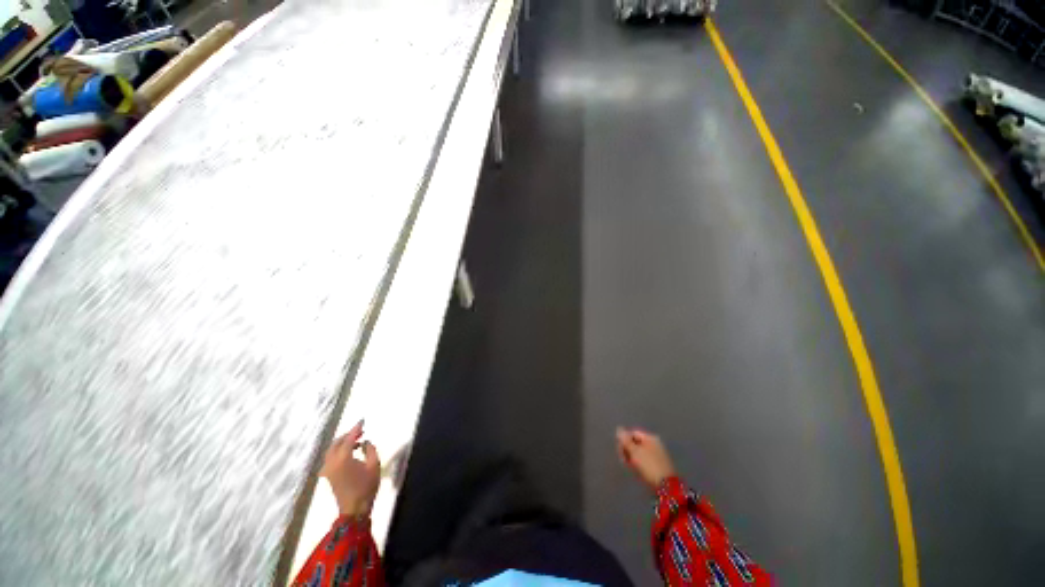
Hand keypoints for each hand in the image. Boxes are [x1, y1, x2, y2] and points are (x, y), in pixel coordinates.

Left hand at [321, 420, 380, 517]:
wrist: (354, 509)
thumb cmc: (367, 486)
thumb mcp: (374, 465)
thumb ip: (370, 449)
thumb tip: (365, 442)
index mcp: (343, 458)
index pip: (349, 438)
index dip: (356, 428)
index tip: (363, 420)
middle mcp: (332, 462)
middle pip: (337, 443)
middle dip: (348, 435)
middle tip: (360, 430)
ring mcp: (328, 469)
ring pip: (332, 450)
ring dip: (343, 443)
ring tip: (357, 440)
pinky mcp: (328, 475)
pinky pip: (331, 457)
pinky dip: (339, 450)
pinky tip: (350, 452)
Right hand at [616, 427, 675, 491]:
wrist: (667, 487)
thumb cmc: (649, 466)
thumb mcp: (635, 452)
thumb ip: (626, 440)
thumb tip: (619, 429)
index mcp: (650, 438)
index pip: (633, 433)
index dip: (624, 440)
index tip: (620, 451)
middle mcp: (655, 444)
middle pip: (636, 443)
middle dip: (628, 450)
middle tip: (624, 460)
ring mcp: (658, 455)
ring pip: (640, 453)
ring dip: (633, 458)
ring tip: (630, 467)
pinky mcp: (659, 466)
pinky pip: (645, 461)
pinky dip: (639, 464)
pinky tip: (637, 471)